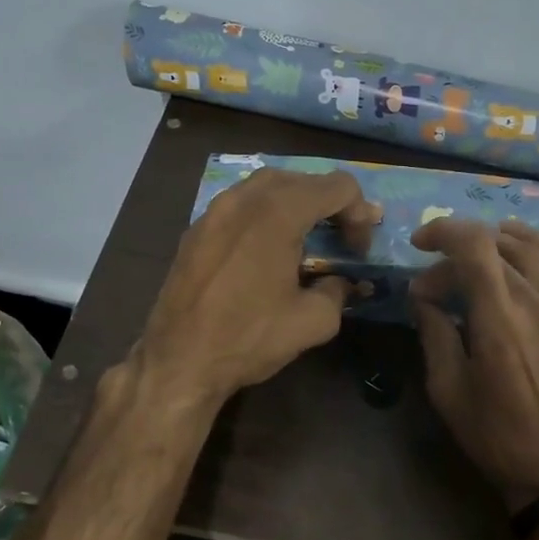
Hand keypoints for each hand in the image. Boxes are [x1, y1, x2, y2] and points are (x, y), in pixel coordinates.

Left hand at [134, 168, 378, 410]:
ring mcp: (215, 211)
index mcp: (278, 214)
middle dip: (330, 202)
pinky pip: (240, 203)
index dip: (360, 213)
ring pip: (267, 184)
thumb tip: (341, 283)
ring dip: (296, 201)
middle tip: (341, 237)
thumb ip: (337, 291)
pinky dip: (265, 212)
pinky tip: (268, 246)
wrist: (179, 361)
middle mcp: (244, 199)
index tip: (358, 249)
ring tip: (308, 235)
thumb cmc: (249, 338)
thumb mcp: (313, 322)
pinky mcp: (196, 229)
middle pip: (302, 178)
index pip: (337, 187)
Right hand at [408, 218, 538, 511]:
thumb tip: (423, 295)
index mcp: (501, 321)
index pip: (474, 246)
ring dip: (496, 240)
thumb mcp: (447, 389)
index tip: (419, 245)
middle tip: (435, 282)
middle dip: (457, 253)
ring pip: (532, 247)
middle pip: (496, 247)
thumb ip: (434, 332)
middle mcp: (538, 303)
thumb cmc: (495, 435)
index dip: (443, 232)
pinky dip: (537, 247)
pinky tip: (519, 251)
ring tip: (472, 252)